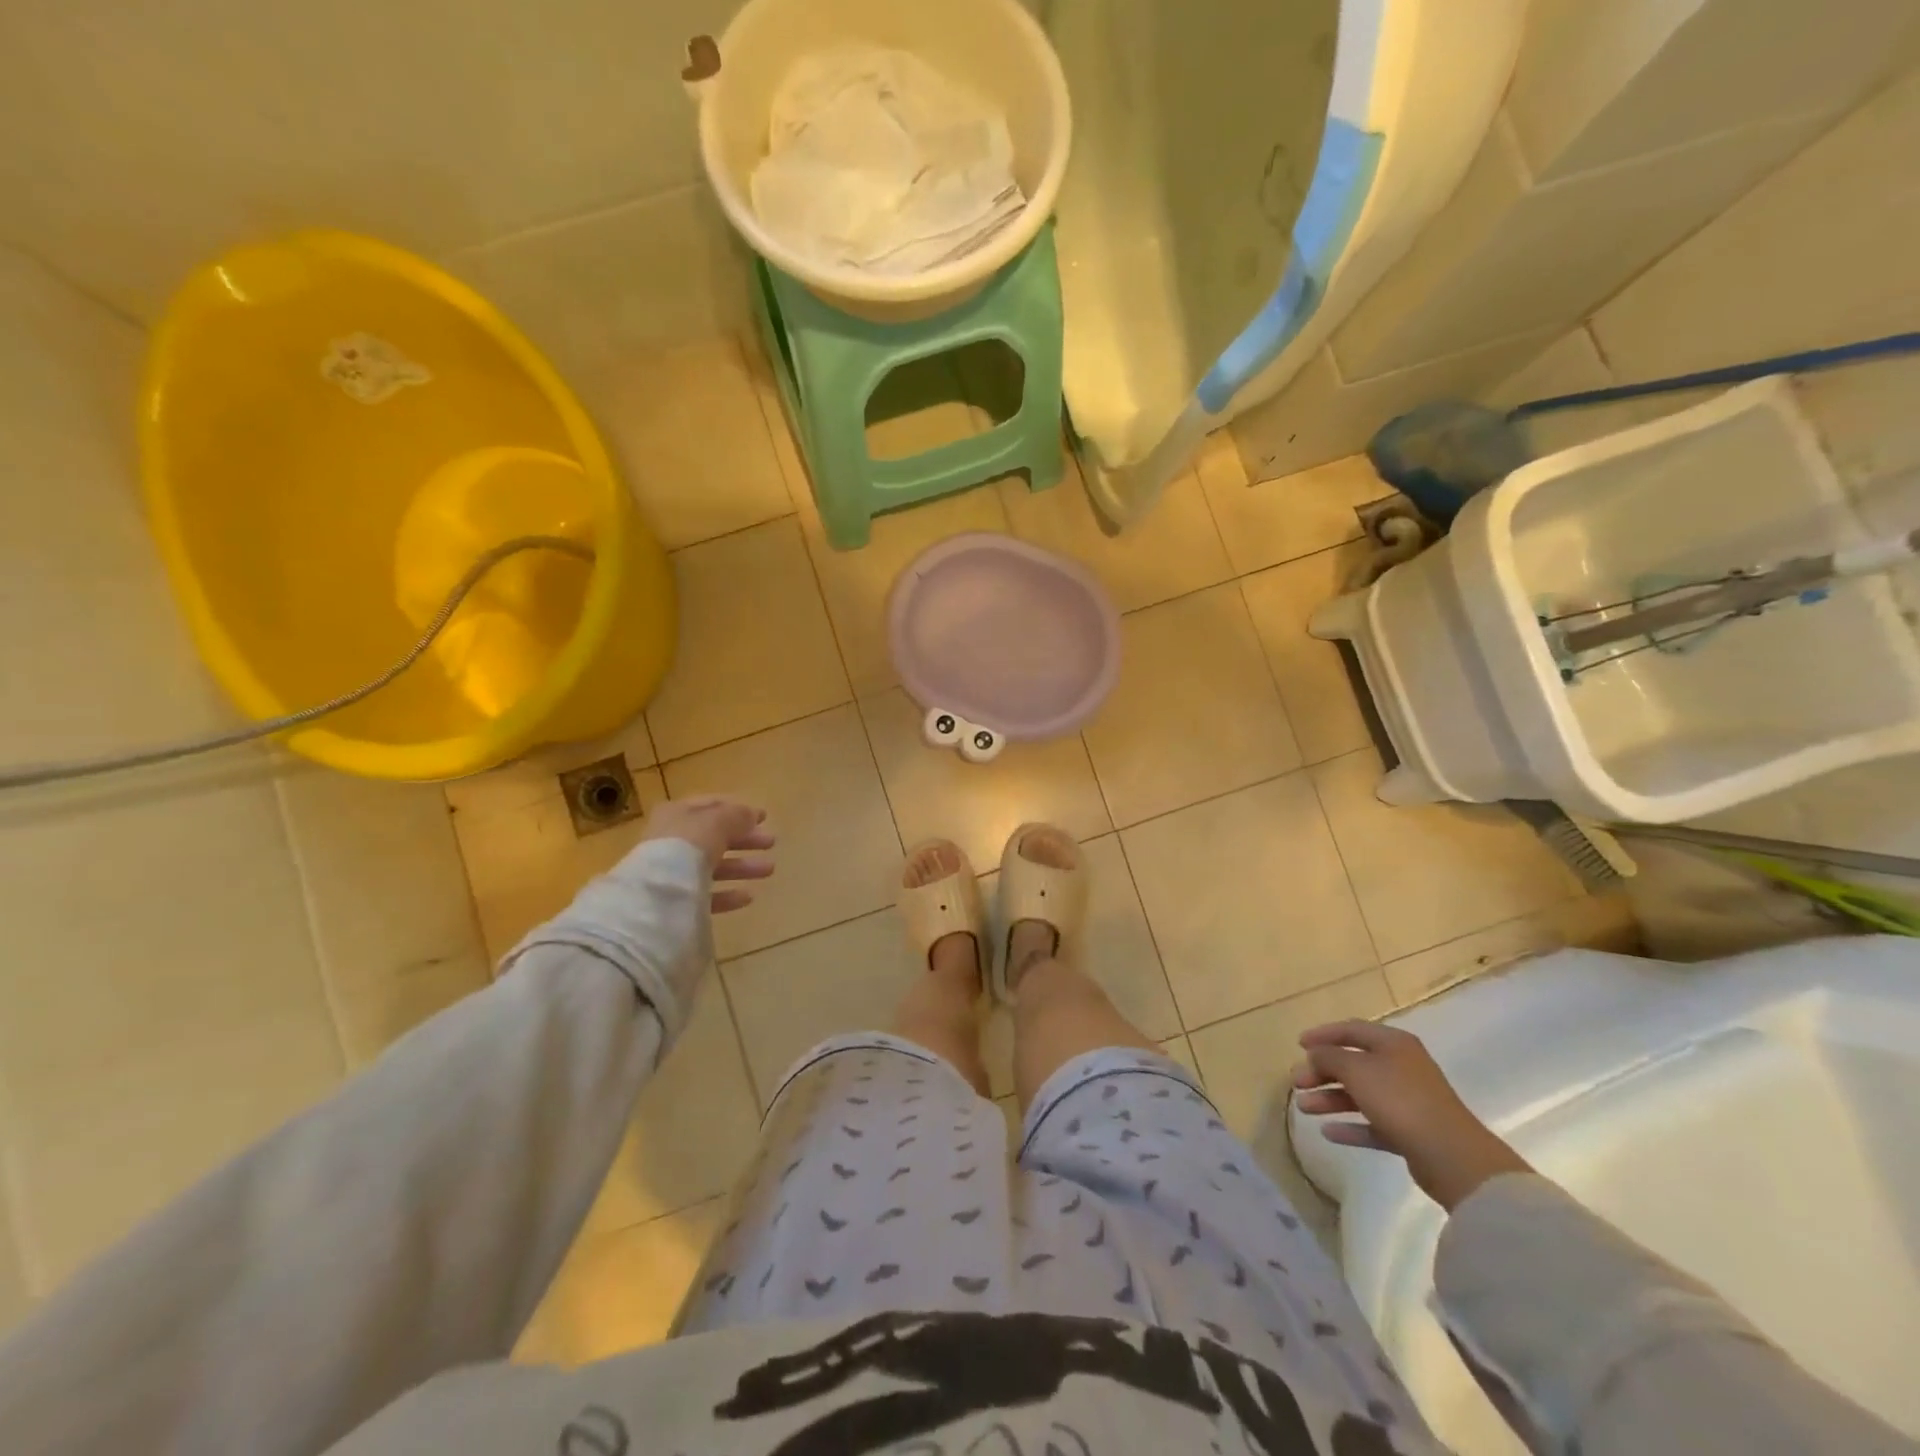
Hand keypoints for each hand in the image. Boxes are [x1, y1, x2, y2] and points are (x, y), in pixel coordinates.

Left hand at [639, 796, 775, 913]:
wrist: (656, 895)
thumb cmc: (687, 846)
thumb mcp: (717, 822)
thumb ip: (737, 816)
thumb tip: (752, 815)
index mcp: (677, 814)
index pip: (711, 806)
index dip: (738, 809)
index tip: (764, 817)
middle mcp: (672, 840)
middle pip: (714, 836)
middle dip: (744, 839)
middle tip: (771, 842)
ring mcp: (672, 872)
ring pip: (712, 866)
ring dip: (741, 866)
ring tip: (769, 870)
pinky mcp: (675, 901)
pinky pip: (706, 895)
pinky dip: (727, 894)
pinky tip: (748, 896)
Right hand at [1291, 1019, 1530, 1210]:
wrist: (1452, 1156)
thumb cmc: (1400, 1100)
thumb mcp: (1356, 1070)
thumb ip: (1329, 1057)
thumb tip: (1315, 1054)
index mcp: (1393, 1044)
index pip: (1351, 1030)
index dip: (1323, 1034)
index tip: (1298, 1044)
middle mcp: (1401, 1067)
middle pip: (1353, 1063)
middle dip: (1321, 1071)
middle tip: (1296, 1082)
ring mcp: (1407, 1100)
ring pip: (1360, 1094)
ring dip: (1330, 1099)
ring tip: (1303, 1109)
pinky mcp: (1410, 1132)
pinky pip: (1373, 1123)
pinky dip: (1350, 1126)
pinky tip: (1328, 1133)